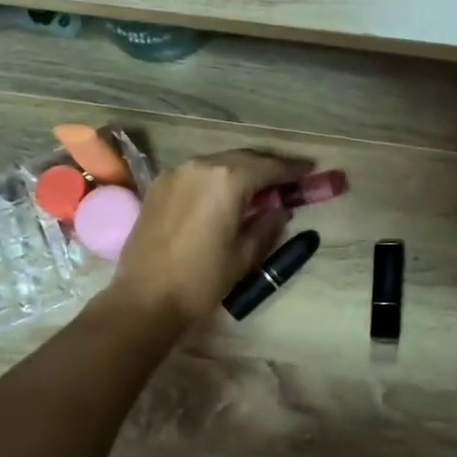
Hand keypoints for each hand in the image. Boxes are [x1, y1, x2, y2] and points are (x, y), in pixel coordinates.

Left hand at [105, 149, 311, 327]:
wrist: (145, 298)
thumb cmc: (202, 279)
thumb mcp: (246, 255)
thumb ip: (267, 225)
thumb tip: (279, 210)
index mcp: (227, 180)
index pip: (269, 166)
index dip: (293, 168)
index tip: (311, 169)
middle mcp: (201, 166)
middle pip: (244, 158)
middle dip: (268, 166)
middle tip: (289, 177)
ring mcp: (176, 173)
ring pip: (219, 162)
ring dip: (242, 170)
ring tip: (260, 186)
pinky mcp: (159, 186)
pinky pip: (197, 173)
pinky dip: (217, 177)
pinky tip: (225, 194)